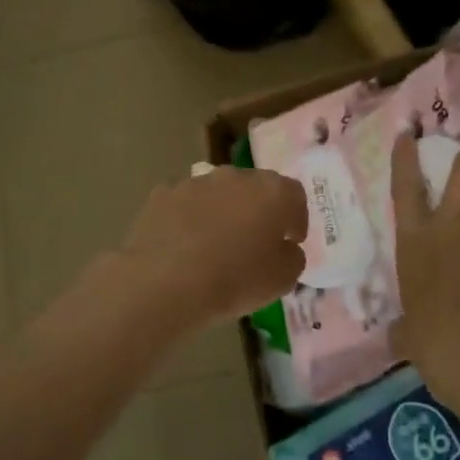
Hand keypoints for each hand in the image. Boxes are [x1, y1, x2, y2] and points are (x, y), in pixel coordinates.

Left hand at [113, 166, 308, 328]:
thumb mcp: (283, 280)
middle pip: (254, 188)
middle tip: (254, 242)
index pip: (295, 195)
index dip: (296, 219)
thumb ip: (293, 257)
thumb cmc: (235, 281)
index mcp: (272, 191)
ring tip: (215, 246)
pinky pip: (185, 205)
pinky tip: (183, 247)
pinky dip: (189, 220)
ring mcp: (195, 182)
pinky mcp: (162, 195)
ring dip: (222, 213)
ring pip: (218, 194)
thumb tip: (285, 248)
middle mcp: (235, 176)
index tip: (291, 241)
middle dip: (258, 211)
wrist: (164, 283)